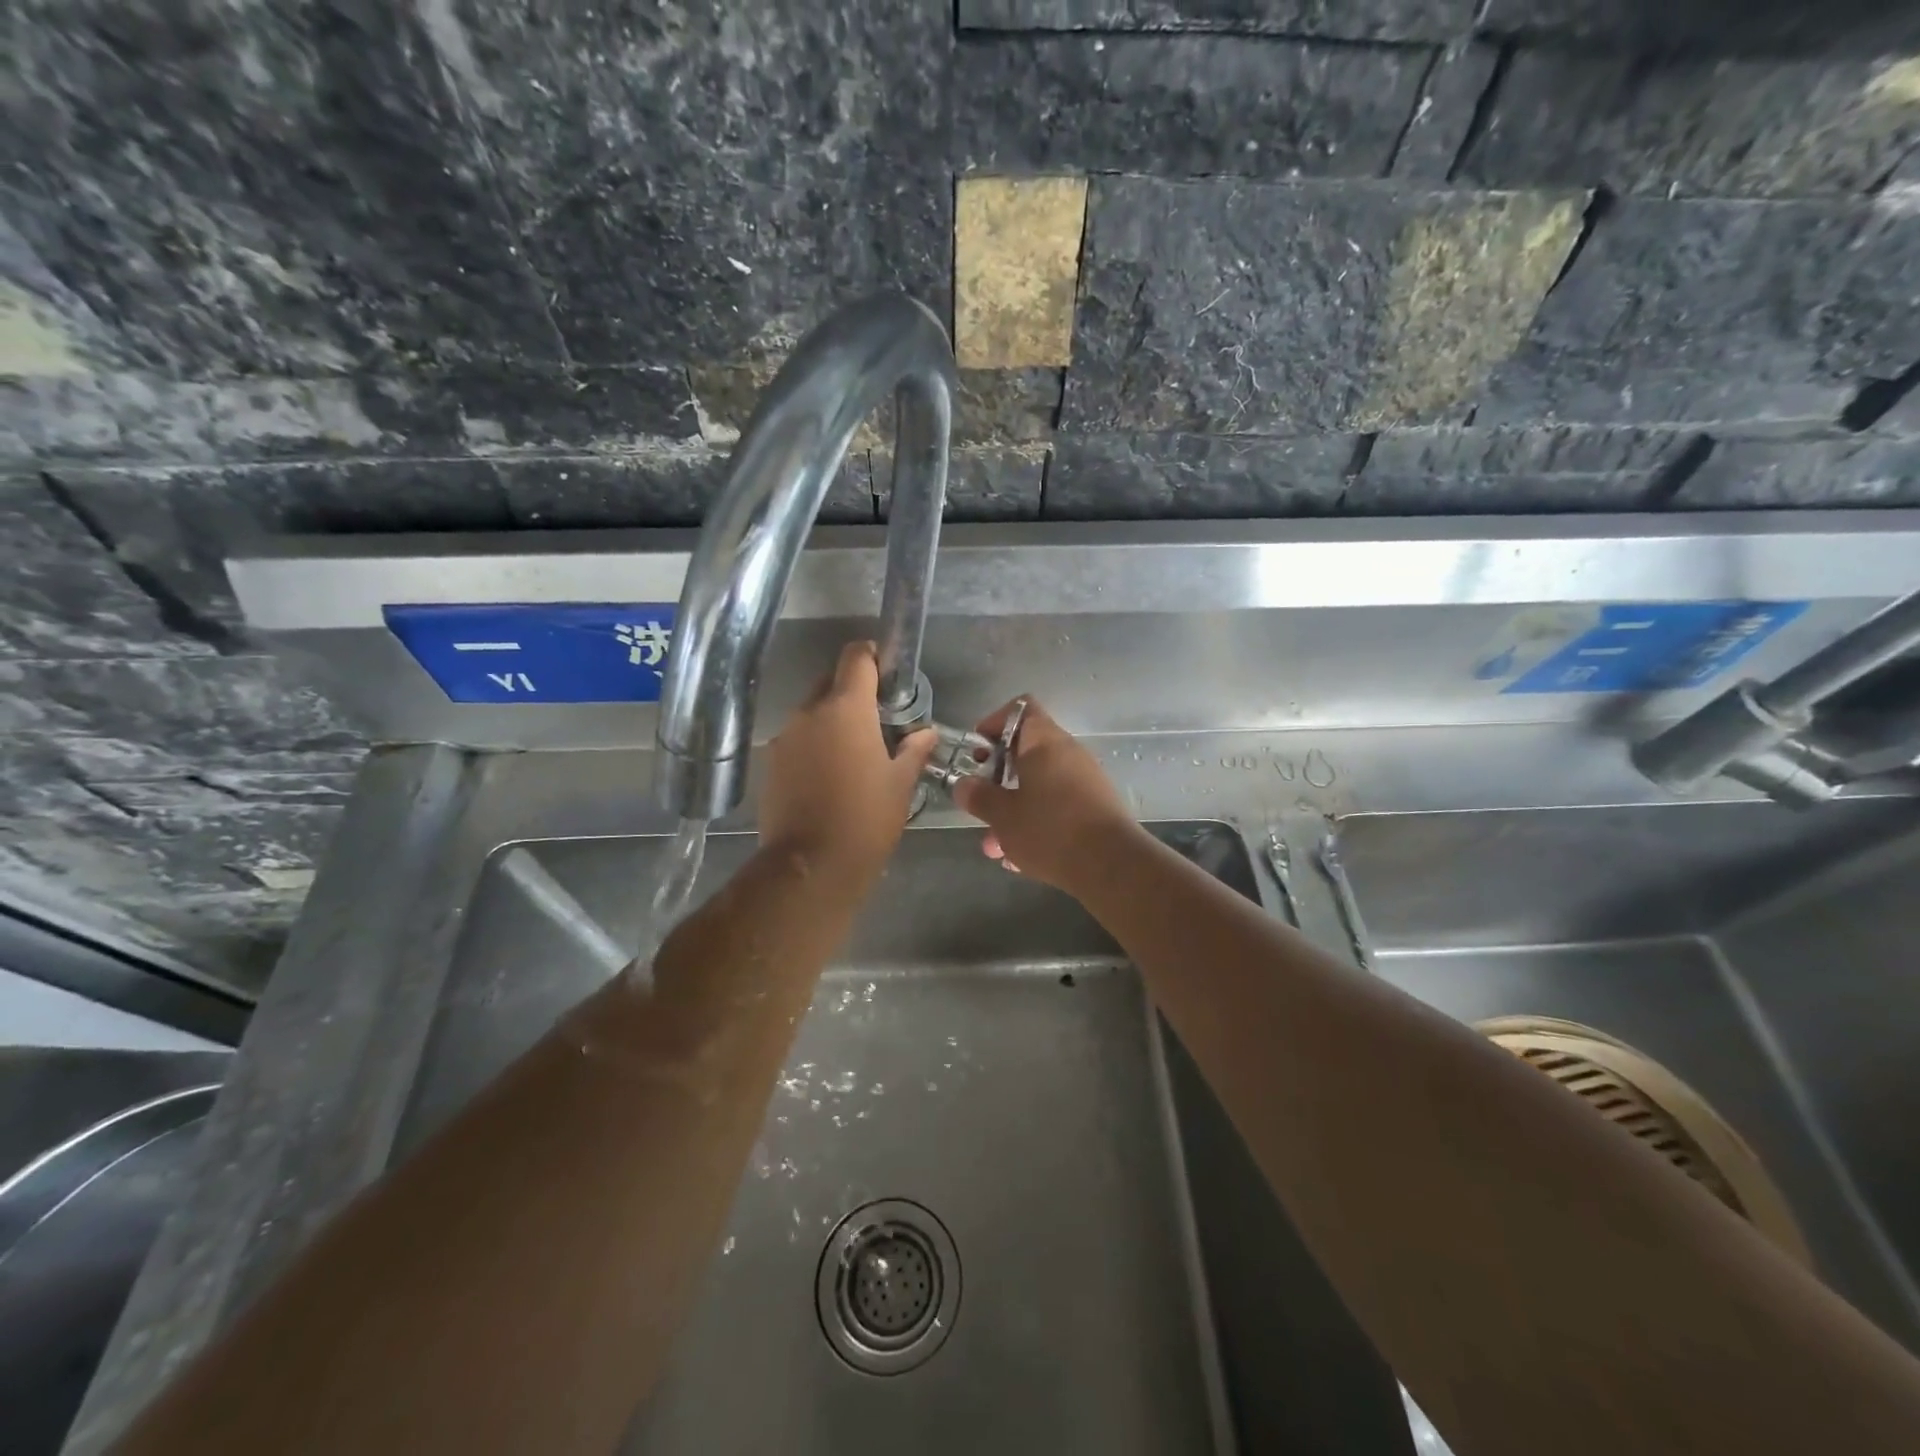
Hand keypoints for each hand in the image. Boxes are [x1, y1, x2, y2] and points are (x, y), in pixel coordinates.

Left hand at [760, 642, 935, 879]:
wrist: (811, 866)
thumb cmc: (866, 818)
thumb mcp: (900, 783)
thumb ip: (913, 750)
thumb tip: (926, 732)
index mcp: (846, 708)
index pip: (856, 657)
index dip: (873, 656)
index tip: (888, 672)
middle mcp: (809, 712)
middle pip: (831, 682)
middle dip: (853, 692)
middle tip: (877, 720)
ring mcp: (784, 738)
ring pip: (812, 713)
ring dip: (832, 721)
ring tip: (853, 753)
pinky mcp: (771, 763)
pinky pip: (797, 740)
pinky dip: (814, 746)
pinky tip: (829, 776)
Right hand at [951, 698, 1137, 892]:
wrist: (1112, 866)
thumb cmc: (1050, 829)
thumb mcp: (1002, 815)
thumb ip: (979, 797)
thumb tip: (964, 785)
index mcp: (1044, 742)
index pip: (1020, 709)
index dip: (993, 724)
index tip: (976, 753)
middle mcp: (1068, 753)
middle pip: (1026, 753)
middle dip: (998, 781)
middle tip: (980, 804)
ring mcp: (1085, 781)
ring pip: (1039, 787)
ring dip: (1014, 812)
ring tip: (995, 848)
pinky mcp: (1095, 809)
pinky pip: (1057, 808)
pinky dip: (1036, 825)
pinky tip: (1021, 859)